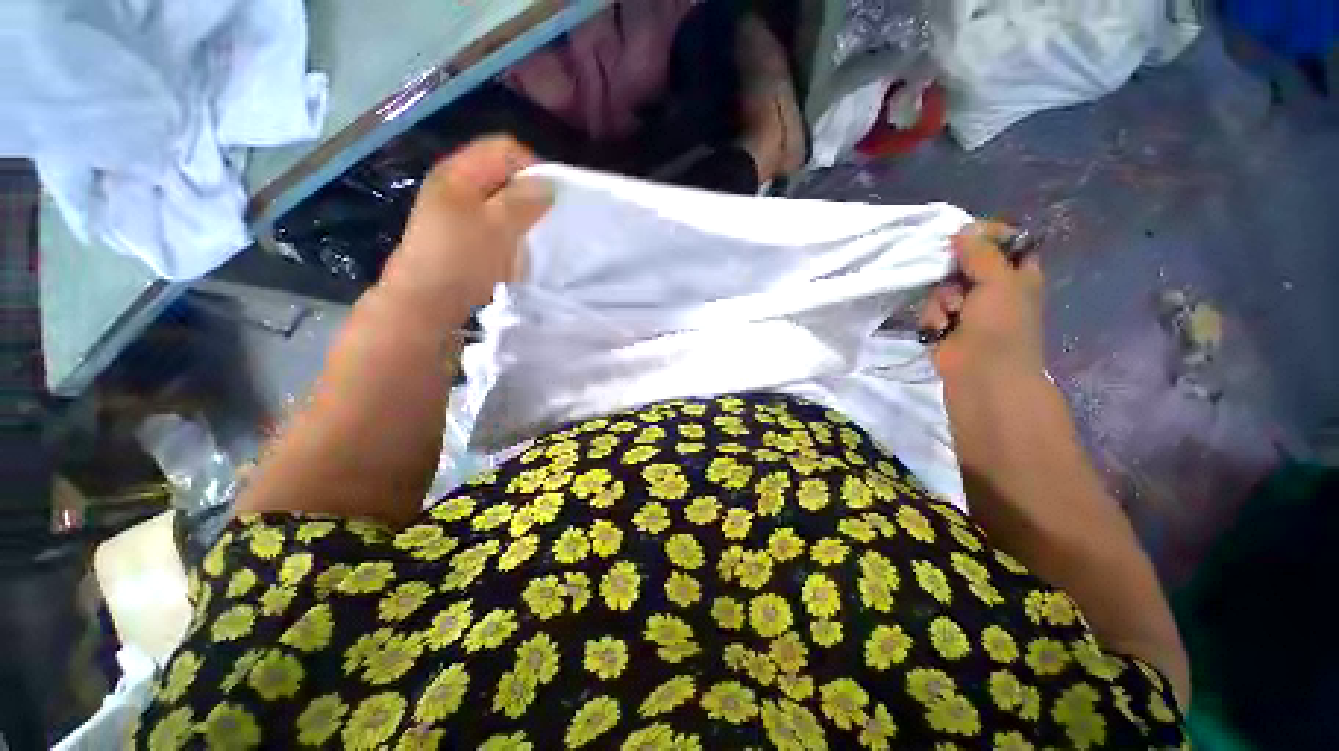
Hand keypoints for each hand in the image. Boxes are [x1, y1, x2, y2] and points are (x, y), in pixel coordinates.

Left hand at [378, 137, 552, 318]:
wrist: (425, 301)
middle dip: (527, 190)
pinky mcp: (454, 230)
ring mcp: (451, 207)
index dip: (533, 166)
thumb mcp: (498, 227)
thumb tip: (548, 183)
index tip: (554, 197)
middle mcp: (453, 182)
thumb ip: (524, 201)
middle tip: (546, 217)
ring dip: (518, 210)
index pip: (504, 148)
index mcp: (459, 172)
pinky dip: (506, 225)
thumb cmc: (463, 260)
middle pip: (500, 171)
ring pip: (496, 196)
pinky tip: (513, 244)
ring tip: (533, 233)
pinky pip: (489, 216)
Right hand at [920, 221, 1046, 387]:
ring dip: (942, 299)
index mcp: (1018, 273)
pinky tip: (939, 328)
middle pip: (965, 262)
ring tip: (951, 315)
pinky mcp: (945, 324)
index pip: (1004, 241)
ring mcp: (967, 307)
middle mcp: (993, 287)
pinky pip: (931, 308)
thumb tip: (962, 230)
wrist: (982, 374)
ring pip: (943, 286)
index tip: (964, 233)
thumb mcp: (998, 281)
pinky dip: (933, 316)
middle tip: (954, 278)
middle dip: (954, 271)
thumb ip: (981, 253)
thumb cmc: (1001, 326)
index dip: (985, 234)